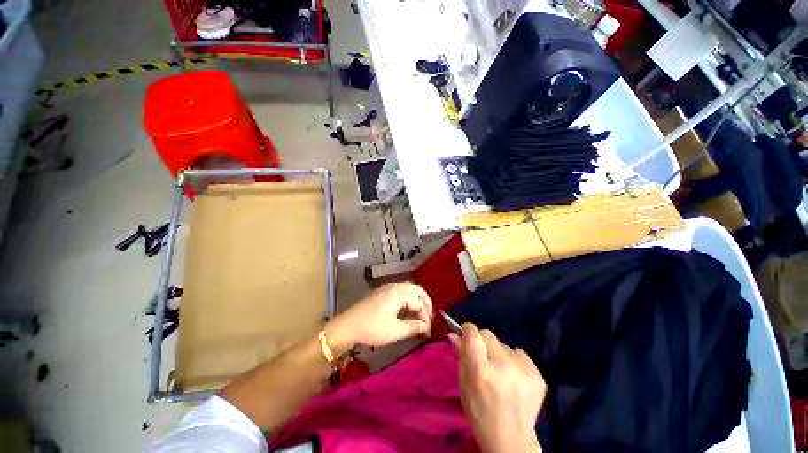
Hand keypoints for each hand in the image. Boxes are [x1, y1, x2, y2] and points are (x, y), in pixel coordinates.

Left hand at [325, 283, 432, 353]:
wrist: (347, 326)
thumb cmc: (371, 328)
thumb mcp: (394, 331)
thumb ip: (413, 327)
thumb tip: (426, 326)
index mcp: (398, 294)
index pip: (419, 303)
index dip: (426, 316)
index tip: (428, 330)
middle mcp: (394, 287)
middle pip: (417, 289)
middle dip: (425, 303)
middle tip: (429, 318)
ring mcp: (387, 288)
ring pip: (409, 289)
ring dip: (417, 300)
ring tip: (420, 314)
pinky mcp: (382, 292)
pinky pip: (401, 291)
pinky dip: (409, 299)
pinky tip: (408, 310)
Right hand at [450, 323, 545, 452]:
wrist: (511, 440)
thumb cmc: (480, 413)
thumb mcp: (464, 385)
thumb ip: (461, 356)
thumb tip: (454, 333)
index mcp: (481, 370)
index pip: (473, 332)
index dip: (468, 331)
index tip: (467, 335)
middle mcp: (502, 365)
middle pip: (488, 334)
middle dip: (482, 342)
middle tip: (483, 358)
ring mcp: (522, 370)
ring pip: (504, 345)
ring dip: (499, 353)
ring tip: (500, 373)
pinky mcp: (537, 375)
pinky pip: (520, 354)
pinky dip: (514, 361)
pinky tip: (514, 378)